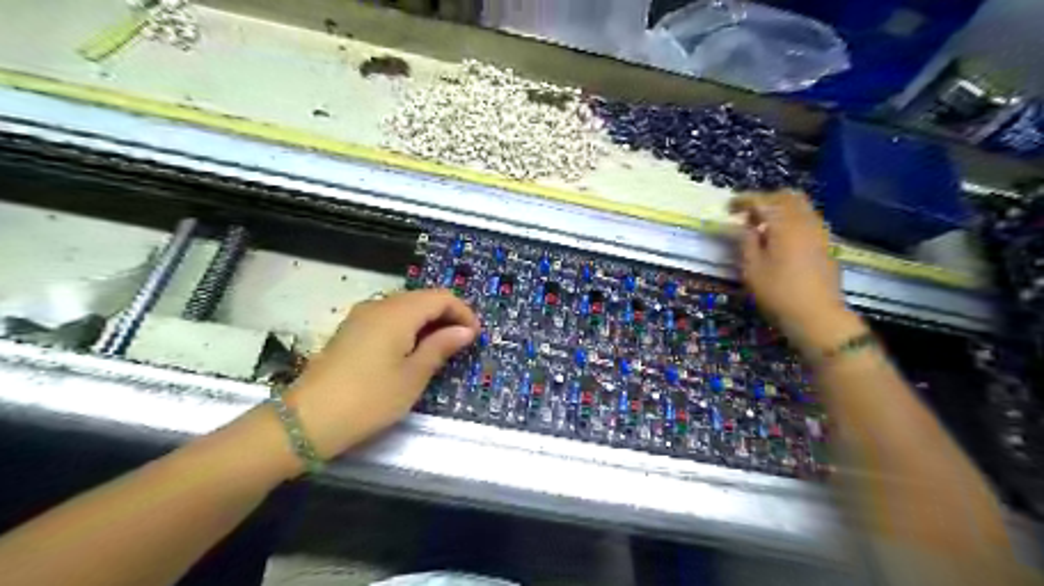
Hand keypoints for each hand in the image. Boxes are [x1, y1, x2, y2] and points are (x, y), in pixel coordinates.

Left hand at [283, 291, 480, 460]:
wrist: (307, 420)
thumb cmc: (370, 398)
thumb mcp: (413, 376)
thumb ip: (441, 346)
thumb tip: (465, 330)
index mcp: (398, 312)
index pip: (440, 297)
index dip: (463, 312)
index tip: (474, 336)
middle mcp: (379, 305)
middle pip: (422, 298)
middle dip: (446, 316)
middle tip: (461, 344)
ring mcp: (361, 317)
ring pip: (405, 307)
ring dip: (427, 322)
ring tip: (440, 349)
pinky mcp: (351, 331)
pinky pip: (388, 318)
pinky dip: (408, 328)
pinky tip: (411, 351)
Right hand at [728, 190, 865, 352]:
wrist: (817, 315)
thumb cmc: (778, 292)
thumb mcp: (752, 268)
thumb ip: (745, 241)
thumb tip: (741, 225)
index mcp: (784, 224)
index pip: (762, 201)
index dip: (743, 201)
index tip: (728, 207)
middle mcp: (805, 221)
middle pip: (787, 197)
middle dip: (765, 200)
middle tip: (747, 215)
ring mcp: (819, 232)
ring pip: (800, 207)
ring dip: (780, 209)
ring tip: (762, 227)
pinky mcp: (825, 245)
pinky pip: (807, 220)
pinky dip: (791, 220)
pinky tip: (780, 239)